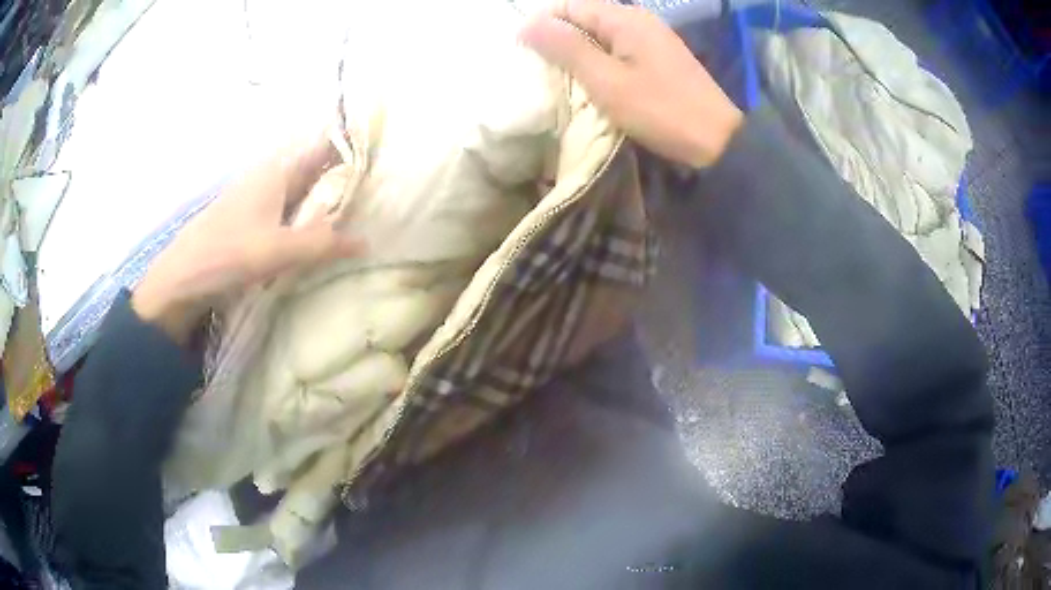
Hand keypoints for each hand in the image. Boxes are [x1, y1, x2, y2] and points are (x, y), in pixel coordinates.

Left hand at [132, 132, 360, 342]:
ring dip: (325, 201)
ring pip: (301, 192)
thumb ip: (322, 244)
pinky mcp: (250, 222)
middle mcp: (268, 178)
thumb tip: (367, 241)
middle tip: (378, 191)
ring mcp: (257, 200)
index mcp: (276, 171)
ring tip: (358, 213)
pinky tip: (318, 236)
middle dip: (343, 177)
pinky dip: (306, 219)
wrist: (180, 280)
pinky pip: (287, 213)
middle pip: (313, 170)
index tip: (381, 154)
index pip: (321, 147)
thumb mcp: (277, 250)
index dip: (349, 146)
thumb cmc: (226, 254)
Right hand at [520, 0, 743, 167]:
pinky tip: (591, 83)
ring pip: (600, 36)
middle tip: (539, 71)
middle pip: (584, 18)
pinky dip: (599, 63)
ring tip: (560, 80)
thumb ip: (567, 49)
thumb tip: (528, 24)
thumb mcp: (606, 80)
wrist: (717, 141)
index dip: (542, 25)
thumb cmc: (661, 110)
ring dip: (577, 54)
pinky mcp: (658, 58)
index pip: (569, 6)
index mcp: (625, 18)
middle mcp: (638, 20)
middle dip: (559, 40)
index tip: (524, 55)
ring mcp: (651, 39)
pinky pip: (617, 50)